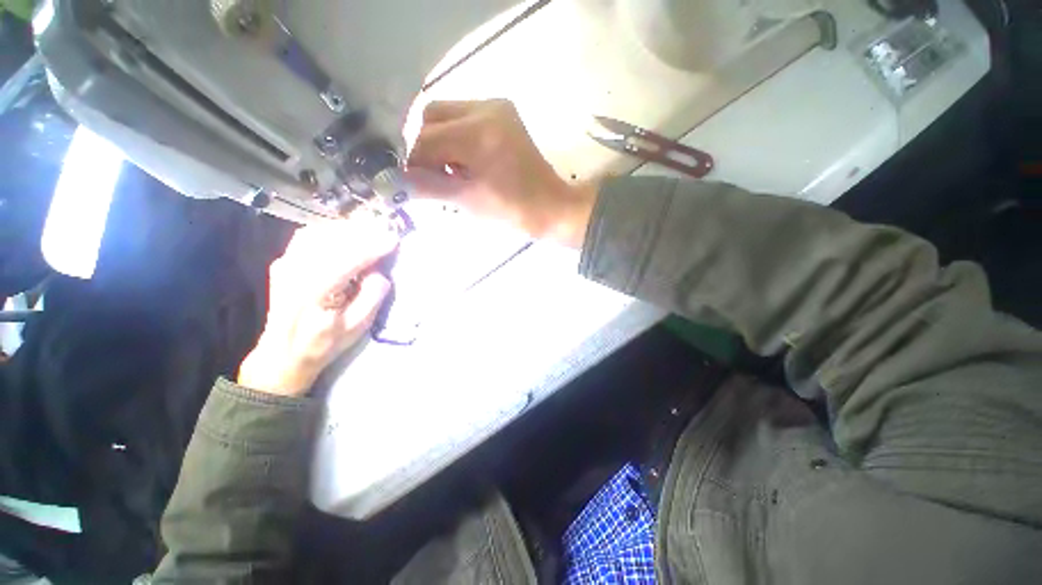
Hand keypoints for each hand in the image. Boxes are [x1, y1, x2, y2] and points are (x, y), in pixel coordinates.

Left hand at [238, 218, 397, 396]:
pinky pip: (310, 236)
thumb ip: (373, 295)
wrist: (283, 353)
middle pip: (332, 239)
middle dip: (363, 233)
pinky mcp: (285, 261)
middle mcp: (295, 271)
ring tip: (371, 233)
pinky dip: (332, 231)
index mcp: (314, 291)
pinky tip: (347, 237)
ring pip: (320, 233)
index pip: (347, 259)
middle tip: (386, 233)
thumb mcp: (357, 326)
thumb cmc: (324, 342)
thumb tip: (379, 270)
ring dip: (348, 230)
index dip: (373, 247)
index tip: (394, 240)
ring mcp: (286, 263)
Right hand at [406, 99, 597, 247]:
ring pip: (447, 115)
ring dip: (441, 142)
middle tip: (436, 177)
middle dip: (427, 148)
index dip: (415, 163)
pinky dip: (457, 138)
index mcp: (479, 131)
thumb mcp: (468, 201)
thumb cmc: (512, 211)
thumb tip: (392, 182)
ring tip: (454, 172)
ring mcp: (498, 108)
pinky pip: (465, 118)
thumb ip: (428, 187)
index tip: (415, 184)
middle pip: (433, 117)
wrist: (551, 208)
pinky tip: (467, 162)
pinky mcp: (504, 115)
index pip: (427, 140)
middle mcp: (487, 108)